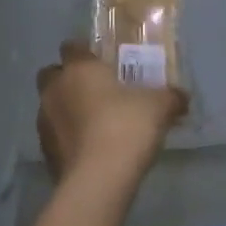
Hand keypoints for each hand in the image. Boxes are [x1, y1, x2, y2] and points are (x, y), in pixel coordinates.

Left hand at [36, 41, 186, 180]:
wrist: (99, 179)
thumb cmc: (127, 126)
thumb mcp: (160, 106)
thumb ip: (171, 97)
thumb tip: (181, 97)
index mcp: (79, 69)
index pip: (71, 47)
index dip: (84, 52)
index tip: (101, 62)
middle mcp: (55, 90)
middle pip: (51, 74)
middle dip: (67, 79)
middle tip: (94, 90)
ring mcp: (44, 121)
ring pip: (50, 106)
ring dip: (67, 110)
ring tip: (94, 124)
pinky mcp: (45, 152)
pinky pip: (55, 136)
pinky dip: (67, 138)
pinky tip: (90, 149)